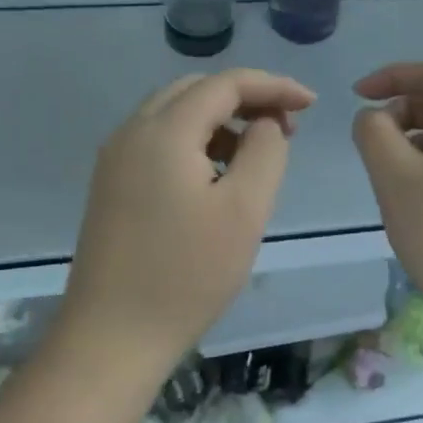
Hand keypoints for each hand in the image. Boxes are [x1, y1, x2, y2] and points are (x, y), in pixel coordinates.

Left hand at [63, 69, 315, 371]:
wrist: (112, 338)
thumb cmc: (187, 274)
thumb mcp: (245, 210)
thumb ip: (266, 151)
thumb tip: (265, 124)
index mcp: (163, 131)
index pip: (225, 84)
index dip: (273, 86)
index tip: (311, 103)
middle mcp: (131, 132)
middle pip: (195, 90)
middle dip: (245, 98)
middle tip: (286, 126)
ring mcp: (115, 159)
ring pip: (174, 114)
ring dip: (219, 119)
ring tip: (257, 151)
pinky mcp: (111, 185)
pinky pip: (158, 141)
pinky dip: (195, 141)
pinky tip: (217, 175)